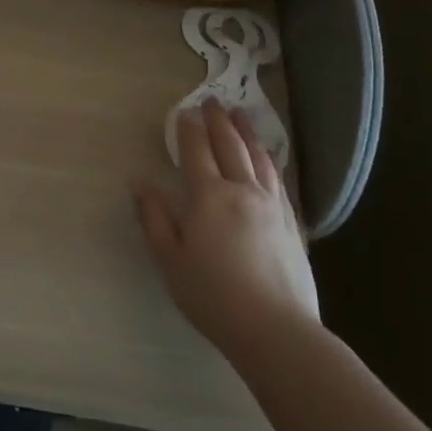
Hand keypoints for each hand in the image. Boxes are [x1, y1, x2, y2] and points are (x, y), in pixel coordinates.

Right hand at [135, 98, 319, 360]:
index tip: (184, 111)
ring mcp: (271, 205)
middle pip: (230, 146)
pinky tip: (267, 158)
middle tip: (213, 100)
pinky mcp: (292, 223)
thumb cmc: (213, 296)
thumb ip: (155, 218)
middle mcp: (242, 191)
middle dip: (219, 121)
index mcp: (209, 197)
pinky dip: (269, 160)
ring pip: (259, 158)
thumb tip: (139, 183)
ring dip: (248, 133)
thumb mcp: (170, 260)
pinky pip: (278, 179)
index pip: (196, 152)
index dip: (189, 129)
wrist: (276, 329)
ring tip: (242, 116)